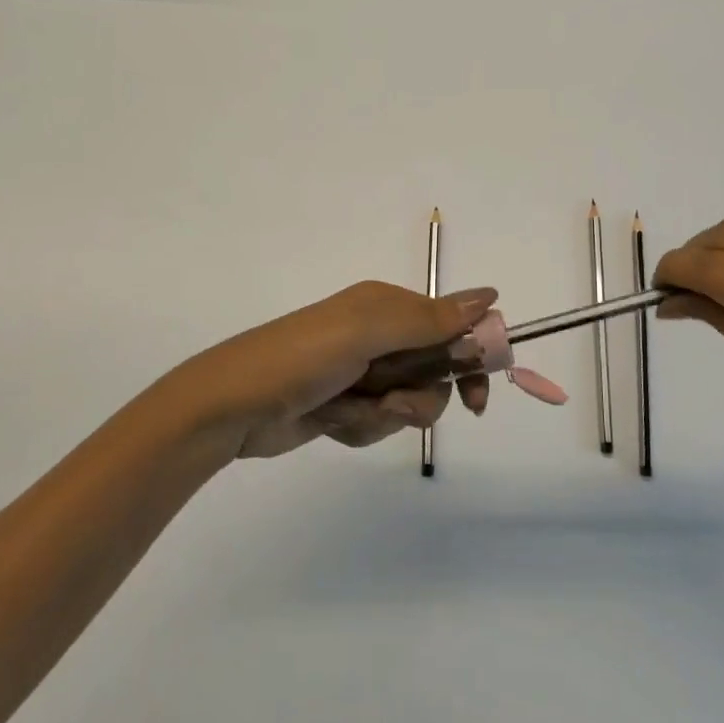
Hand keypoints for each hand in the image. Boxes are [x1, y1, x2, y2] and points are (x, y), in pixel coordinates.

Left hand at [146, 282, 498, 459]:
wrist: (232, 408)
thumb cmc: (302, 358)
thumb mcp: (367, 332)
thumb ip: (430, 320)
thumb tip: (491, 295)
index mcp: (387, 306)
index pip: (452, 324)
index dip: (470, 356)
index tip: (476, 393)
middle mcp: (379, 334)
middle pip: (436, 369)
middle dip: (421, 395)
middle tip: (401, 410)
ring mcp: (362, 372)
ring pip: (410, 402)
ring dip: (386, 414)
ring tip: (349, 410)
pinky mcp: (346, 406)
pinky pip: (380, 423)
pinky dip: (362, 427)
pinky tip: (332, 421)